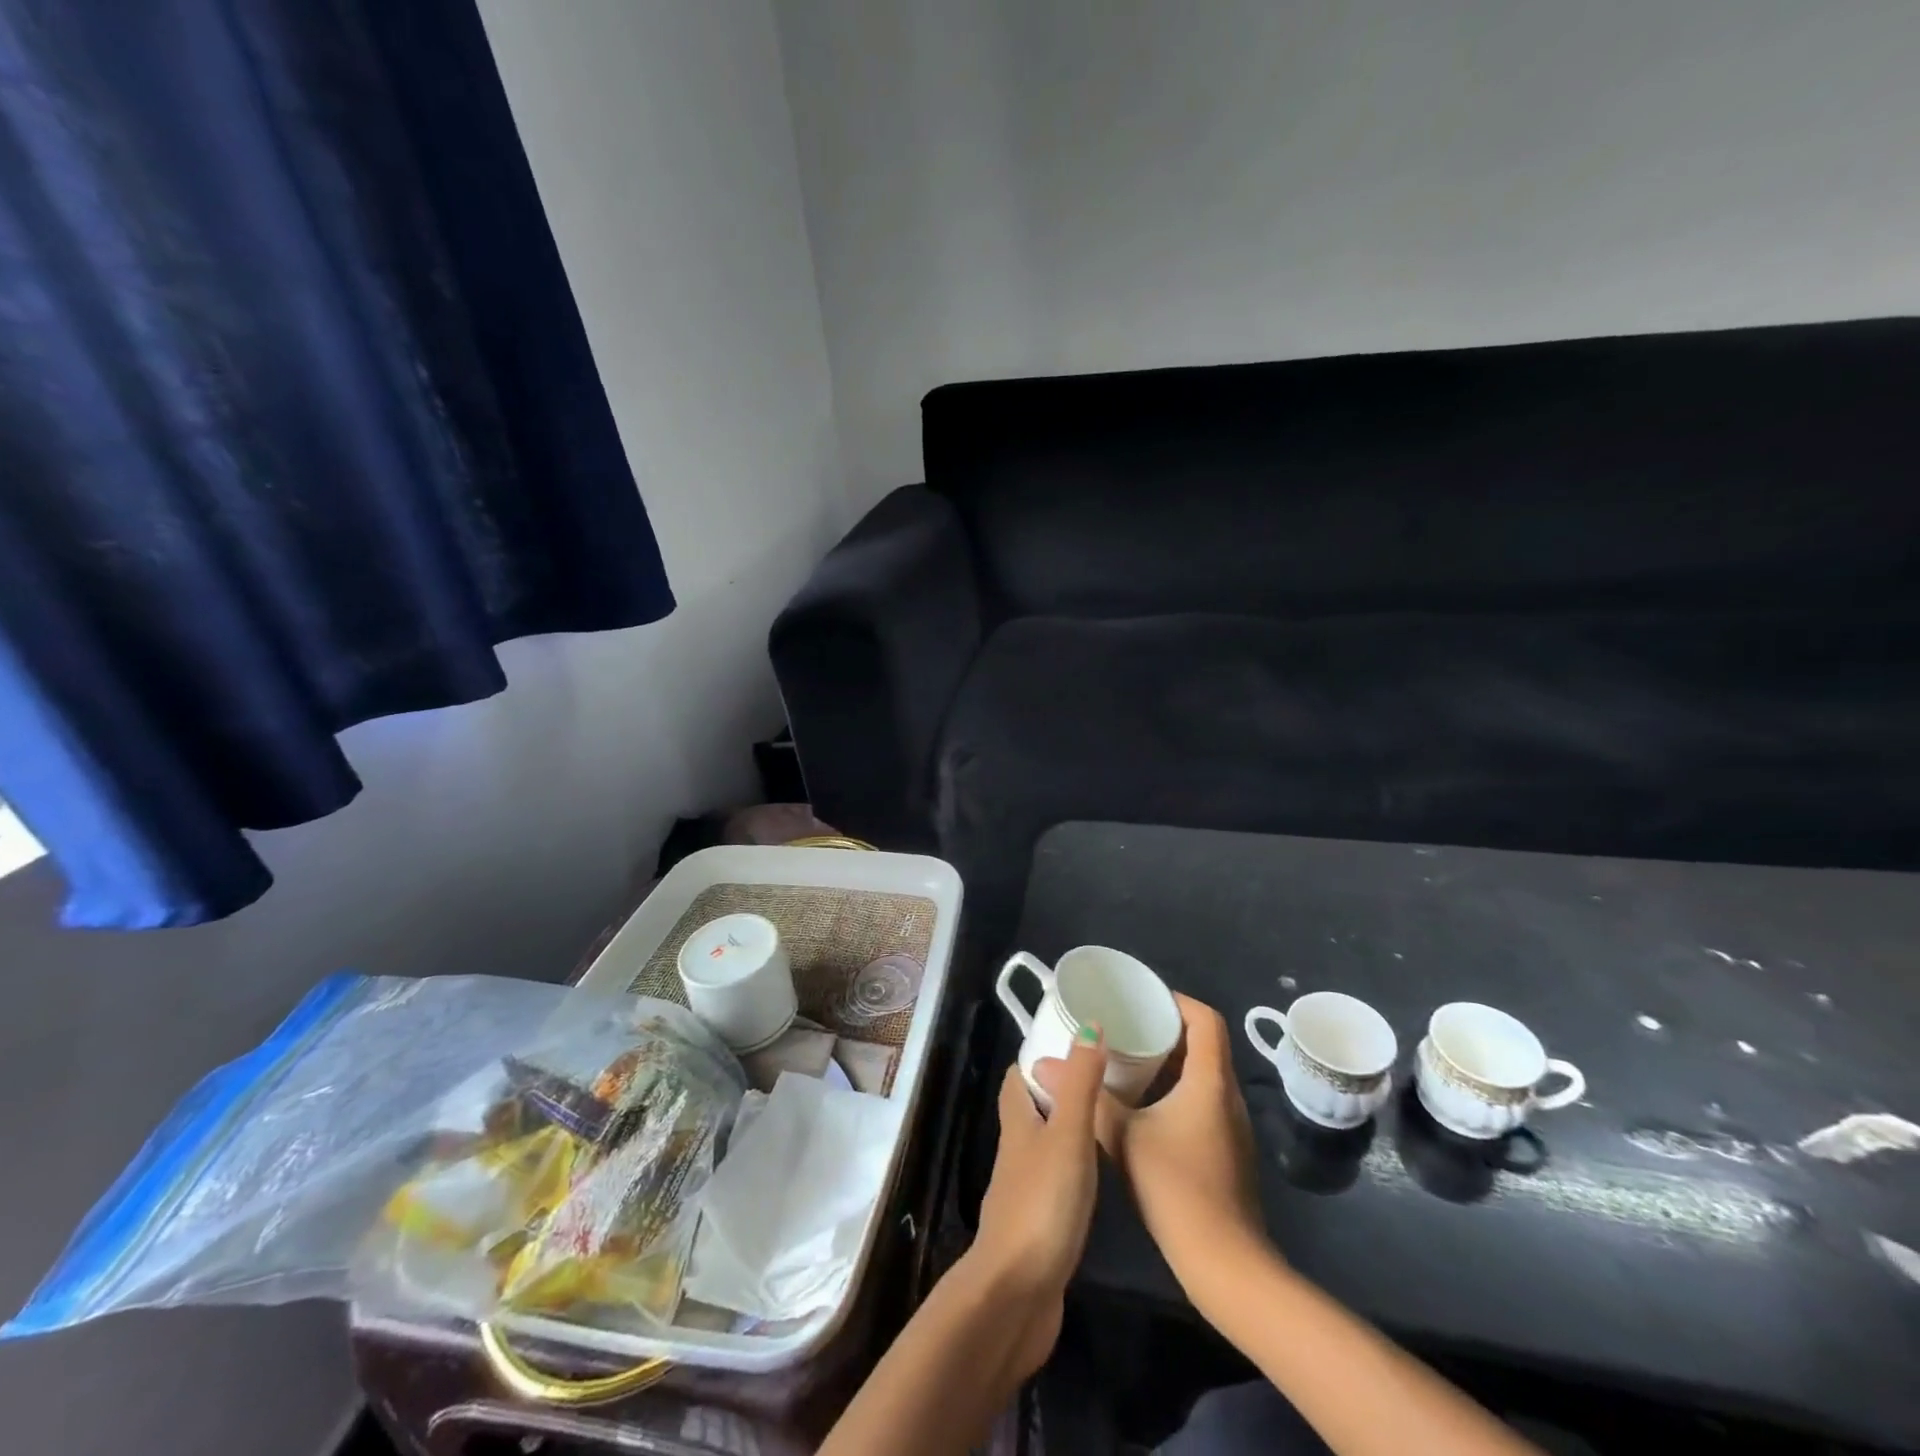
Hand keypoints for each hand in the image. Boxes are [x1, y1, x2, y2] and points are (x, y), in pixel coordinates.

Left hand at [965, 1029, 1106, 1376]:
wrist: (1016, 1294)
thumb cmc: (1042, 1203)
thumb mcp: (1068, 1134)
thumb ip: (1079, 1083)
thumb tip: (1088, 1023)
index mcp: (1018, 1122)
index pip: (1019, 1077)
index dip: (1040, 1057)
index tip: (1074, 1042)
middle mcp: (1016, 1150)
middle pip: (1032, 1108)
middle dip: (1060, 1090)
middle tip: (1103, 1078)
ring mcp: (1025, 1189)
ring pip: (1044, 1145)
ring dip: (1069, 1129)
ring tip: (1109, 1119)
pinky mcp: (1038, 1225)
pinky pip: (1055, 1182)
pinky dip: (1074, 1169)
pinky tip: (1099, 1176)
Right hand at [1096, 994, 1269, 1300]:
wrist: (1225, 1265)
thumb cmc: (1177, 1188)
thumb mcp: (1124, 1137)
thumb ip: (1088, 1097)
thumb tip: (1044, 1065)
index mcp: (1210, 1080)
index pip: (1206, 1019)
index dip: (1176, 1000)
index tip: (1141, 998)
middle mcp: (1228, 1095)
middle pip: (1205, 1043)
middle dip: (1166, 1028)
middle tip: (1125, 1025)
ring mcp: (1231, 1125)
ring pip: (1203, 1074)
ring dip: (1170, 1061)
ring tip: (1127, 1058)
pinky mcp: (1227, 1149)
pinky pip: (1203, 1100)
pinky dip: (1176, 1089)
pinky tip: (1144, 1105)